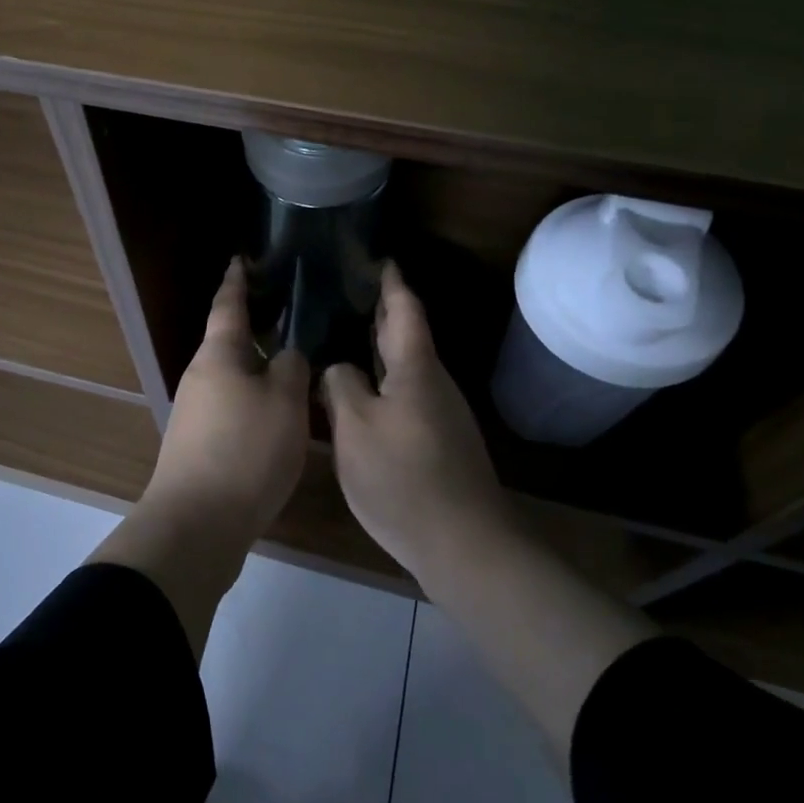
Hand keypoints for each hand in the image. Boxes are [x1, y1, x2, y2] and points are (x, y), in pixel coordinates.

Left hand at [144, 258, 310, 539]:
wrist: (197, 523)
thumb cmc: (245, 451)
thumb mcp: (284, 404)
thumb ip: (290, 369)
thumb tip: (285, 355)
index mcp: (218, 356)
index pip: (228, 306)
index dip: (237, 281)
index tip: (240, 259)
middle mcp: (199, 377)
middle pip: (228, 344)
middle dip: (254, 330)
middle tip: (287, 317)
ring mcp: (194, 413)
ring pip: (231, 379)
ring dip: (256, 370)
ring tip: (290, 368)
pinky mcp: (196, 445)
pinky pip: (230, 409)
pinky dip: (252, 402)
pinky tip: (275, 417)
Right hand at [322, 262, 508, 577]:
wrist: (464, 543)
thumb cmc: (403, 477)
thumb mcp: (355, 427)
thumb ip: (341, 386)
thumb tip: (338, 368)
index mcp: (416, 368)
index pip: (405, 309)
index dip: (391, 282)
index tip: (378, 258)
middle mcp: (434, 382)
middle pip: (407, 335)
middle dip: (382, 311)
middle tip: (348, 293)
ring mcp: (441, 413)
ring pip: (406, 367)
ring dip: (380, 348)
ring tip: (345, 337)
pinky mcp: (440, 441)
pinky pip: (406, 394)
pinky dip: (384, 380)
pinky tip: (361, 393)